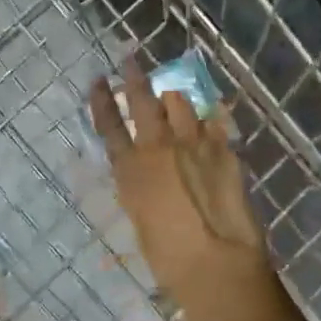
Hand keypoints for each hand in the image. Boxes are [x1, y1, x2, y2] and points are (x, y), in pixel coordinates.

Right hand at [89, 58, 271, 309]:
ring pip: (180, 103)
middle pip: (143, 101)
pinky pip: (213, 121)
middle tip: (130, 59)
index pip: (109, 125)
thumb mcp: (140, 221)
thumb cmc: (168, 258)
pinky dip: (208, 117)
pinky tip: (209, 113)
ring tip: (172, 91)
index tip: (97, 80)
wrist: (216, 261)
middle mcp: (158, 147)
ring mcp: (193, 143)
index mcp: (130, 170)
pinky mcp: (223, 148)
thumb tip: (146, 176)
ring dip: (173, 96)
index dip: (101, 100)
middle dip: (134, 77)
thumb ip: (141, 189)